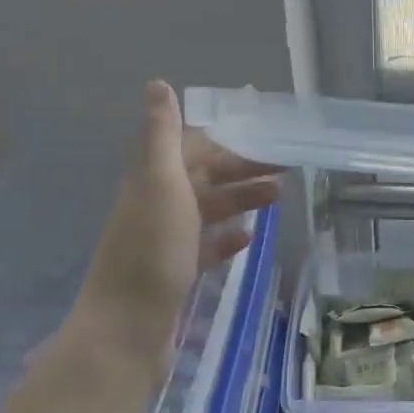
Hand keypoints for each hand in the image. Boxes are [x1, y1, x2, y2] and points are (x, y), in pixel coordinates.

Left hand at [68, 81, 282, 366]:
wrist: (127, 328)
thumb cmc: (150, 251)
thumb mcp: (159, 183)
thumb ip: (161, 135)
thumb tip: (157, 83)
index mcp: (152, 181)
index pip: (193, 149)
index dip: (229, 142)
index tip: (268, 139)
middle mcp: (156, 206)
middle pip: (204, 179)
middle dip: (242, 171)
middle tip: (286, 171)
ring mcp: (165, 243)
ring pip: (208, 211)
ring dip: (241, 201)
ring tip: (279, 199)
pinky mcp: (175, 274)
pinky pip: (205, 248)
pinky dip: (227, 239)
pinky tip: (248, 240)